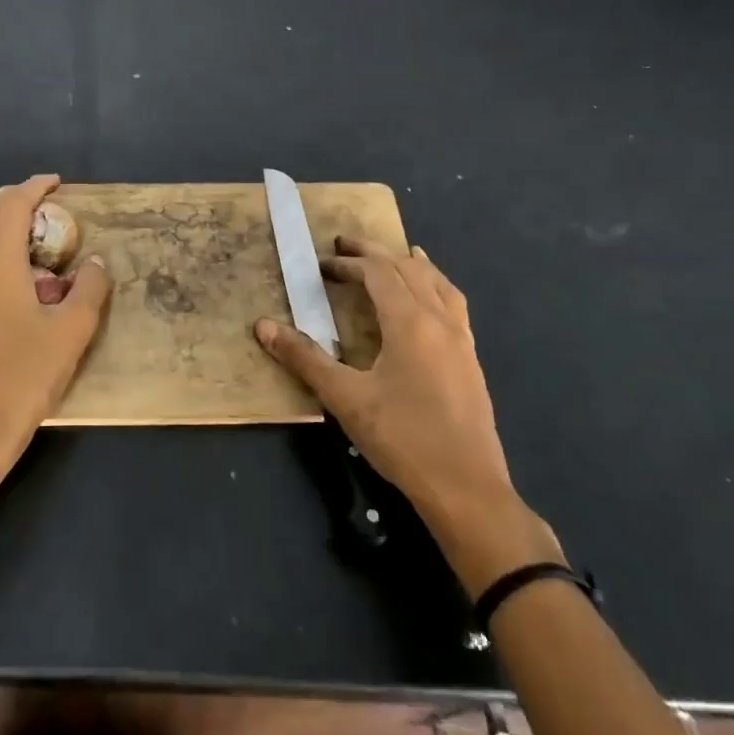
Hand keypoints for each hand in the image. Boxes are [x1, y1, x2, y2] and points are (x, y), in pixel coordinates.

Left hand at [0, 174, 111, 471]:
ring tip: (27, 250)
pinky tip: (7, 294)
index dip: (34, 188)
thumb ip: (89, 289)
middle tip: (39, 212)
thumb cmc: (27, 377)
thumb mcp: (72, 332)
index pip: (12, 208)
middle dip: (8, 204)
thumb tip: (96, 263)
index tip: (55, 183)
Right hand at [255, 237, 560, 593]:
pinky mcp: (470, 359)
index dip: (349, 263)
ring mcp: (461, 339)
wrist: (465, 486)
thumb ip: (305, 359)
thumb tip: (263, 327)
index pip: (379, 273)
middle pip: (409, 269)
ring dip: (410, 265)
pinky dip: (435, 286)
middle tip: (346, 248)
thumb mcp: (345, 398)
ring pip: (437, 283)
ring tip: (393, 257)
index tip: (322, 266)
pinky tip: (429, 301)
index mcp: (410, 322)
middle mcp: (440, 320)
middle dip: (376, 254)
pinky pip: (453, 304)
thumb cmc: (402, 438)